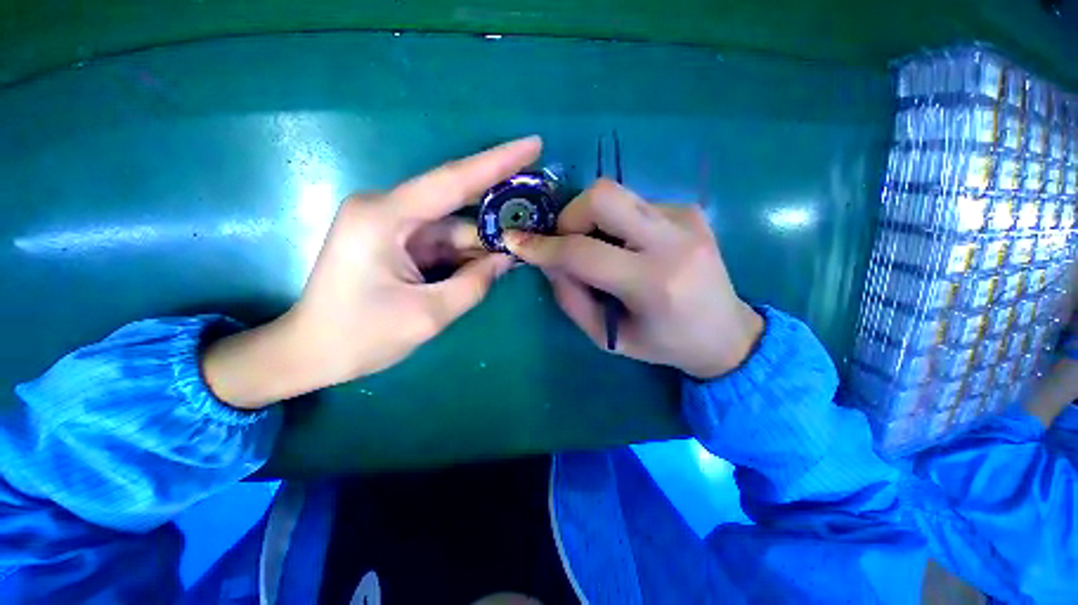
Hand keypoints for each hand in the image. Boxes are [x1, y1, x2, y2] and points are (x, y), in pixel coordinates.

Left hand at [203, 136, 542, 407]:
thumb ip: (474, 284)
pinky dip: (467, 252)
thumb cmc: (361, 337)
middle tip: (537, 205)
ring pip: (452, 227)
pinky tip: (491, 261)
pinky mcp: (395, 241)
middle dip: (496, 209)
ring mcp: (390, 225)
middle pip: (455, 203)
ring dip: (483, 240)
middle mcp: (386, 210)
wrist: (310, 353)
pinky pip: (442, 241)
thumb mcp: (428, 315)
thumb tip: (506, 259)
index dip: (497, 162)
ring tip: (520, 246)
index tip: (533, 145)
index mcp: (384, 218)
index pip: (452, 181)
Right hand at [505, 178, 762, 379]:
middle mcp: (674, 241)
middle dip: (569, 216)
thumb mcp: (609, 337)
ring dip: (593, 219)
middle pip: (603, 196)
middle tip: (567, 243)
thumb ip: (571, 299)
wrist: (726, 333)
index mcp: (653, 284)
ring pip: (618, 193)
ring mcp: (687, 218)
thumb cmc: (664, 344)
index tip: (516, 242)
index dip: (543, 247)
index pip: (583, 252)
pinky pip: (636, 203)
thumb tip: (547, 262)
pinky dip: (618, 223)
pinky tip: (631, 248)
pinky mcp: (691, 211)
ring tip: (601, 250)